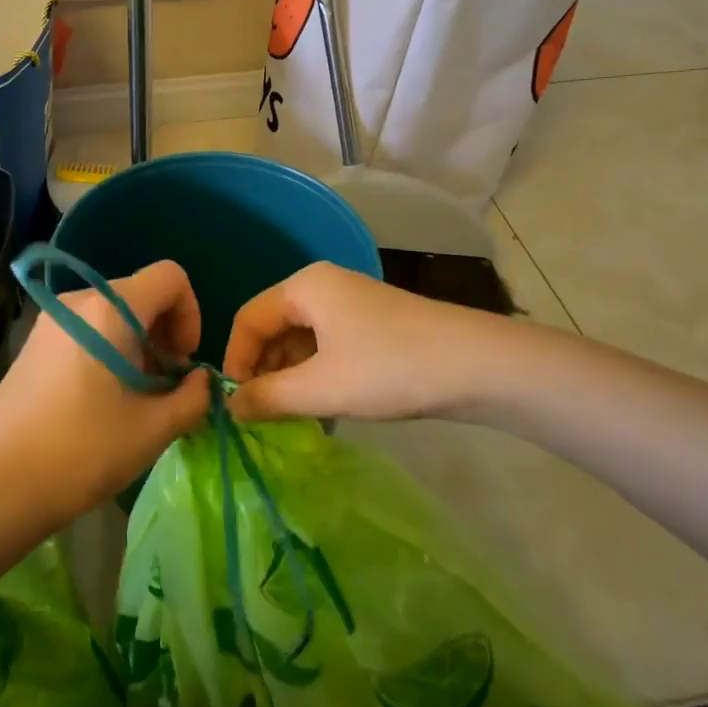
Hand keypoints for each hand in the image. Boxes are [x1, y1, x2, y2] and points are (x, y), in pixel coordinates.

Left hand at [0, 260, 210, 530]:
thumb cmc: (83, 451)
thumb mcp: (153, 429)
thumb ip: (193, 397)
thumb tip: (200, 381)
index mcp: (111, 308)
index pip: (170, 277)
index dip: (190, 314)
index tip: (181, 362)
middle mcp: (79, 300)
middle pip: (141, 294)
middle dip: (164, 334)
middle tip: (163, 387)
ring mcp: (51, 319)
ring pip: (114, 313)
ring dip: (138, 345)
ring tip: (134, 398)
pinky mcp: (35, 341)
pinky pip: (88, 328)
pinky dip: (109, 350)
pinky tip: (101, 398)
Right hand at [222, 262, 516, 423]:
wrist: (479, 365)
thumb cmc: (390, 368)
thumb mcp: (321, 388)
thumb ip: (267, 397)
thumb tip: (228, 408)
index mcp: (304, 287)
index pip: (248, 319)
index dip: (235, 362)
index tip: (234, 405)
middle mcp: (323, 287)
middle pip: (274, 328)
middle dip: (263, 372)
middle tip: (262, 417)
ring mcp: (352, 305)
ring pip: (302, 341)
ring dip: (291, 379)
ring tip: (292, 419)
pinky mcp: (374, 326)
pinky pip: (328, 348)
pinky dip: (318, 377)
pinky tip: (324, 411)